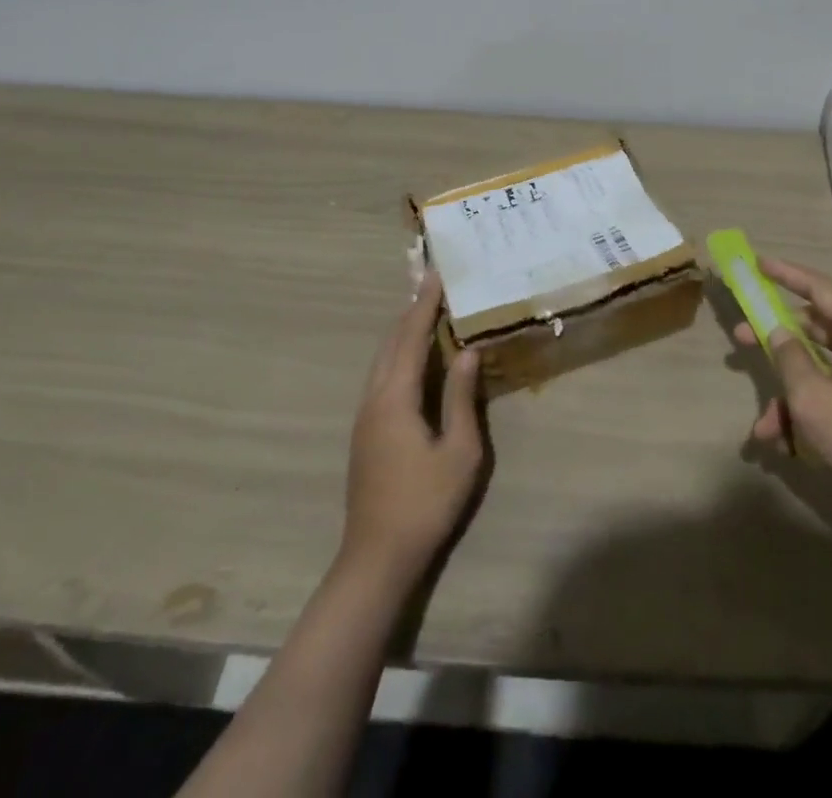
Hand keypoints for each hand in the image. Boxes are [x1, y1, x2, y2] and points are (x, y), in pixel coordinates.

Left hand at [342, 271, 484, 580]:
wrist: (377, 557)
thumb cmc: (426, 502)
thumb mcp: (459, 450)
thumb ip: (461, 397)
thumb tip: (467, 351)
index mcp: (395, 398)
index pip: (410, 338)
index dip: (424, 304)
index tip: (435, 274)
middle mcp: (373, 399)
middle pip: (390, 343)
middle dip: (410, 311)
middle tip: (431, 284)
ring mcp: (364, 417)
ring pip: (381, 360)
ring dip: (402, 332)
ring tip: (424, 312)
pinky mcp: (365, 433)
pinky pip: (381, 377)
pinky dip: (397, 354)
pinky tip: (412, 359)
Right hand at [733, 257, 831, 528]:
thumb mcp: (813, 397)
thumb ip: (789, 356)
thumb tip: (776, 330)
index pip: (821, 288)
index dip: (787, 273)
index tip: (756, 263)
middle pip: (814, 328)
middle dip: (775, 338)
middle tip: (739, 335)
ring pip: (815, 369)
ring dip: (785, 394)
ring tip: (761, 423)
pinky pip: (824, 397)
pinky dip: (801, 415)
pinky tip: (780, 446)